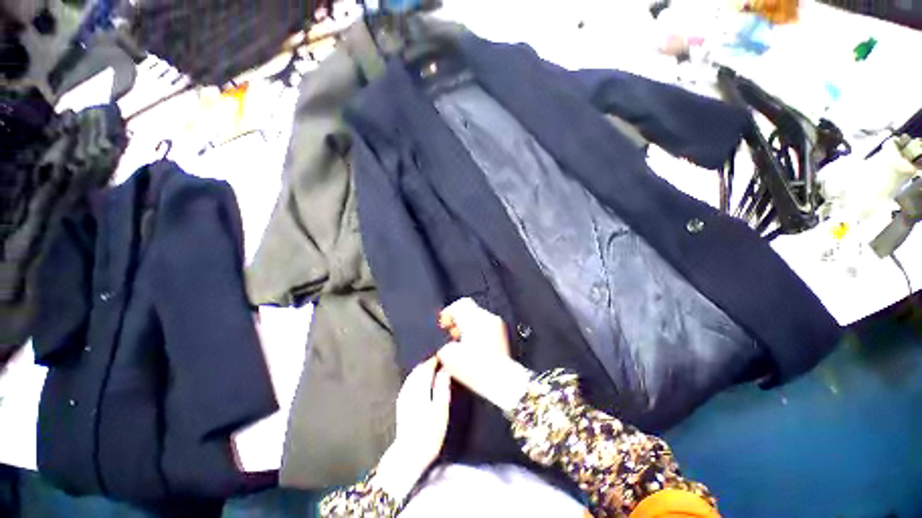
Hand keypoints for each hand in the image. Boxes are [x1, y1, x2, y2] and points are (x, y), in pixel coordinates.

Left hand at [373, 358, 450, 499]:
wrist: (408, 456)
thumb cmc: (428, 434)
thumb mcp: (440, 411)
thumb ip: (442, 388)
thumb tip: (444, 370)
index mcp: (419, 388)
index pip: (426, 368)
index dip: (435, 360)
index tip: (443, 355)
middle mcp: (409, 389)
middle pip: (418, 370)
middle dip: (428, 363)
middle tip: (439, 359)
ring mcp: (403, 396)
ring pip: (412, 375)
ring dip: (422, 369)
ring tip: (432, 367)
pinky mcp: (401, 403)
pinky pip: (409, 382)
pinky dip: (416, 377)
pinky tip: (421, 380)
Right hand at [437, 298, 531, 412]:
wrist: (501, 380)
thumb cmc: (477, 370)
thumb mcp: (449, 357)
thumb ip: (443, 343)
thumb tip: (445, 341)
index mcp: (474, 320)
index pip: (459, 305)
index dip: (448, 313)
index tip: (444, 325)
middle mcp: (486, 318)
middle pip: (468, 308)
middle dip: (457, 319)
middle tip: (452, 334)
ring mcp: (496, 324)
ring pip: (476, 315)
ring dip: (466, 324)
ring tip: (462, 341)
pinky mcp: (501, 332)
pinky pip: (484, 323)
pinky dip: (476, 329)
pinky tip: (473, 344)